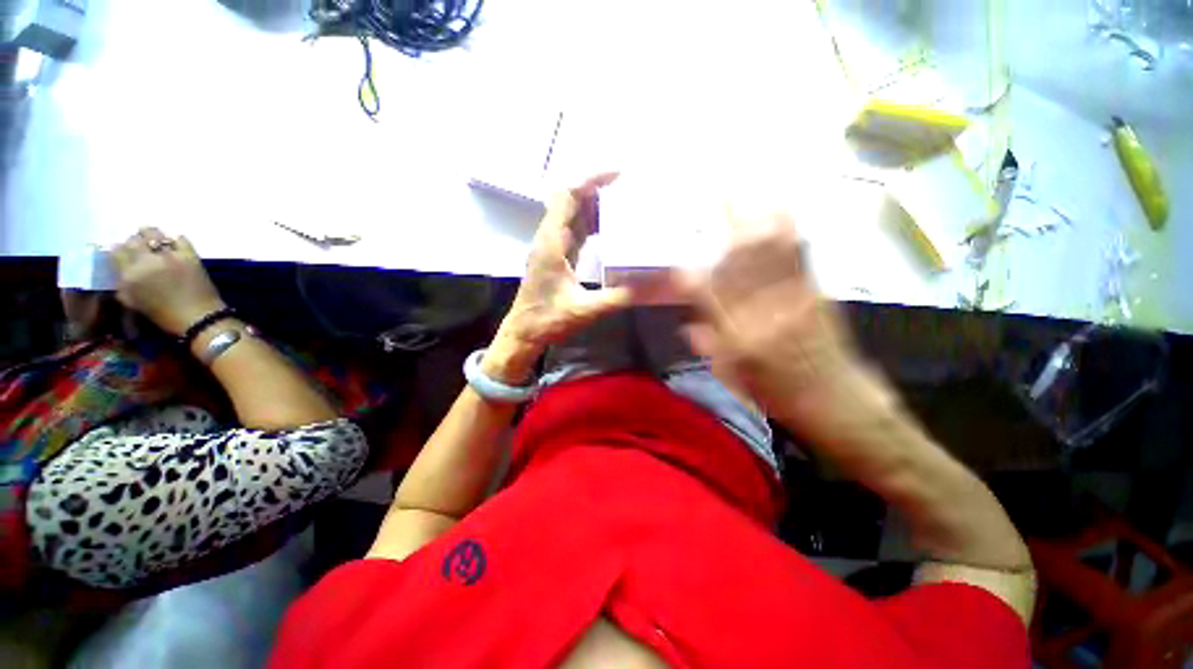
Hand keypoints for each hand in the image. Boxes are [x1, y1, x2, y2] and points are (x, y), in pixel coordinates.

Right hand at [110, 228, 225, 336]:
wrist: (198, 317)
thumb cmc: (163, 315)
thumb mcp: (132, 302)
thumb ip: (122, 284)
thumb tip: (120, 270)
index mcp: (129, 274)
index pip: (116, 251)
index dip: (119, 249)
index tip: (123, 251)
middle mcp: (146, 261)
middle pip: (134, 240)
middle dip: (134, 241)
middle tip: (139, 245)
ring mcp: (168, 256)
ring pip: (153, 233)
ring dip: (151, 234)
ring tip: (154, 240)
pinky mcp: (189, 255)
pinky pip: (181, 239)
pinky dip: (176, 240)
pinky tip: (175, 245)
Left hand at [487, 174, 632, 383]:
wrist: (523, 333)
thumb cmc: (548, 320)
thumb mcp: (584, 310)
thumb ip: (616, 297)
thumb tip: (648, 285)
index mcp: (551, 243)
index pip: (567, 197)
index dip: (590, 181)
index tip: (617, 176)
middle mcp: (549, 239)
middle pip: (570, 201)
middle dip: (596, 191)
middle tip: (627, 191)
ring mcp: (551, 247)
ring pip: (571, 216)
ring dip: (594, 207)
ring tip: (622, 206)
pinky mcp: (555, 257)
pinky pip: (573, 232)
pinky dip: (590, 225)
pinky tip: (607, 230)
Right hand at [681, 209, 881, 430]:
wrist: (835, 398)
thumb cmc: (776, 392)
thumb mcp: (734, 377)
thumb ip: (709, 347)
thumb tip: (687, 325)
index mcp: (739, 338)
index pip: (709, 300)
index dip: (691, 277)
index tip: (678, 259)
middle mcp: (763, 313)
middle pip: (740, 265)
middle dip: (728, 228)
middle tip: (719, 195)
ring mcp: (792, 299)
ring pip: (770, 254)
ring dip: (758, 219)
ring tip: (749, 189)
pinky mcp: (815, 293)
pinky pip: (799, 258)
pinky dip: (789, 231)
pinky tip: (783, 210)